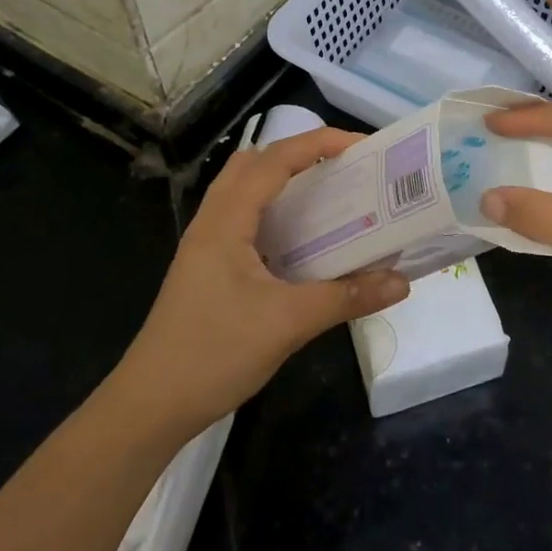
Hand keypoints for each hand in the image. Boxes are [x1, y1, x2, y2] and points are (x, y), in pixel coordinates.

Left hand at [120, 127, 409, 432]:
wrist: (150, 407)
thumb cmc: (213, 354)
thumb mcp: (288, 323)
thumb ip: (346, 298)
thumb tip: (402, 282)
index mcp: (226, 221)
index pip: (274, 159)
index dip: (318, 143)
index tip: (361, 148)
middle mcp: (213, 222)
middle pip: (254, 163)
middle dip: (300, 154)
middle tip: (344, 169)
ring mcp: (206, 246)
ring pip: (246, 191)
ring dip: (285, 182)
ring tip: (328, 196)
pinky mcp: (208, 268)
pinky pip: (245, 220)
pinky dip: (276, 212)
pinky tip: (302, 242)